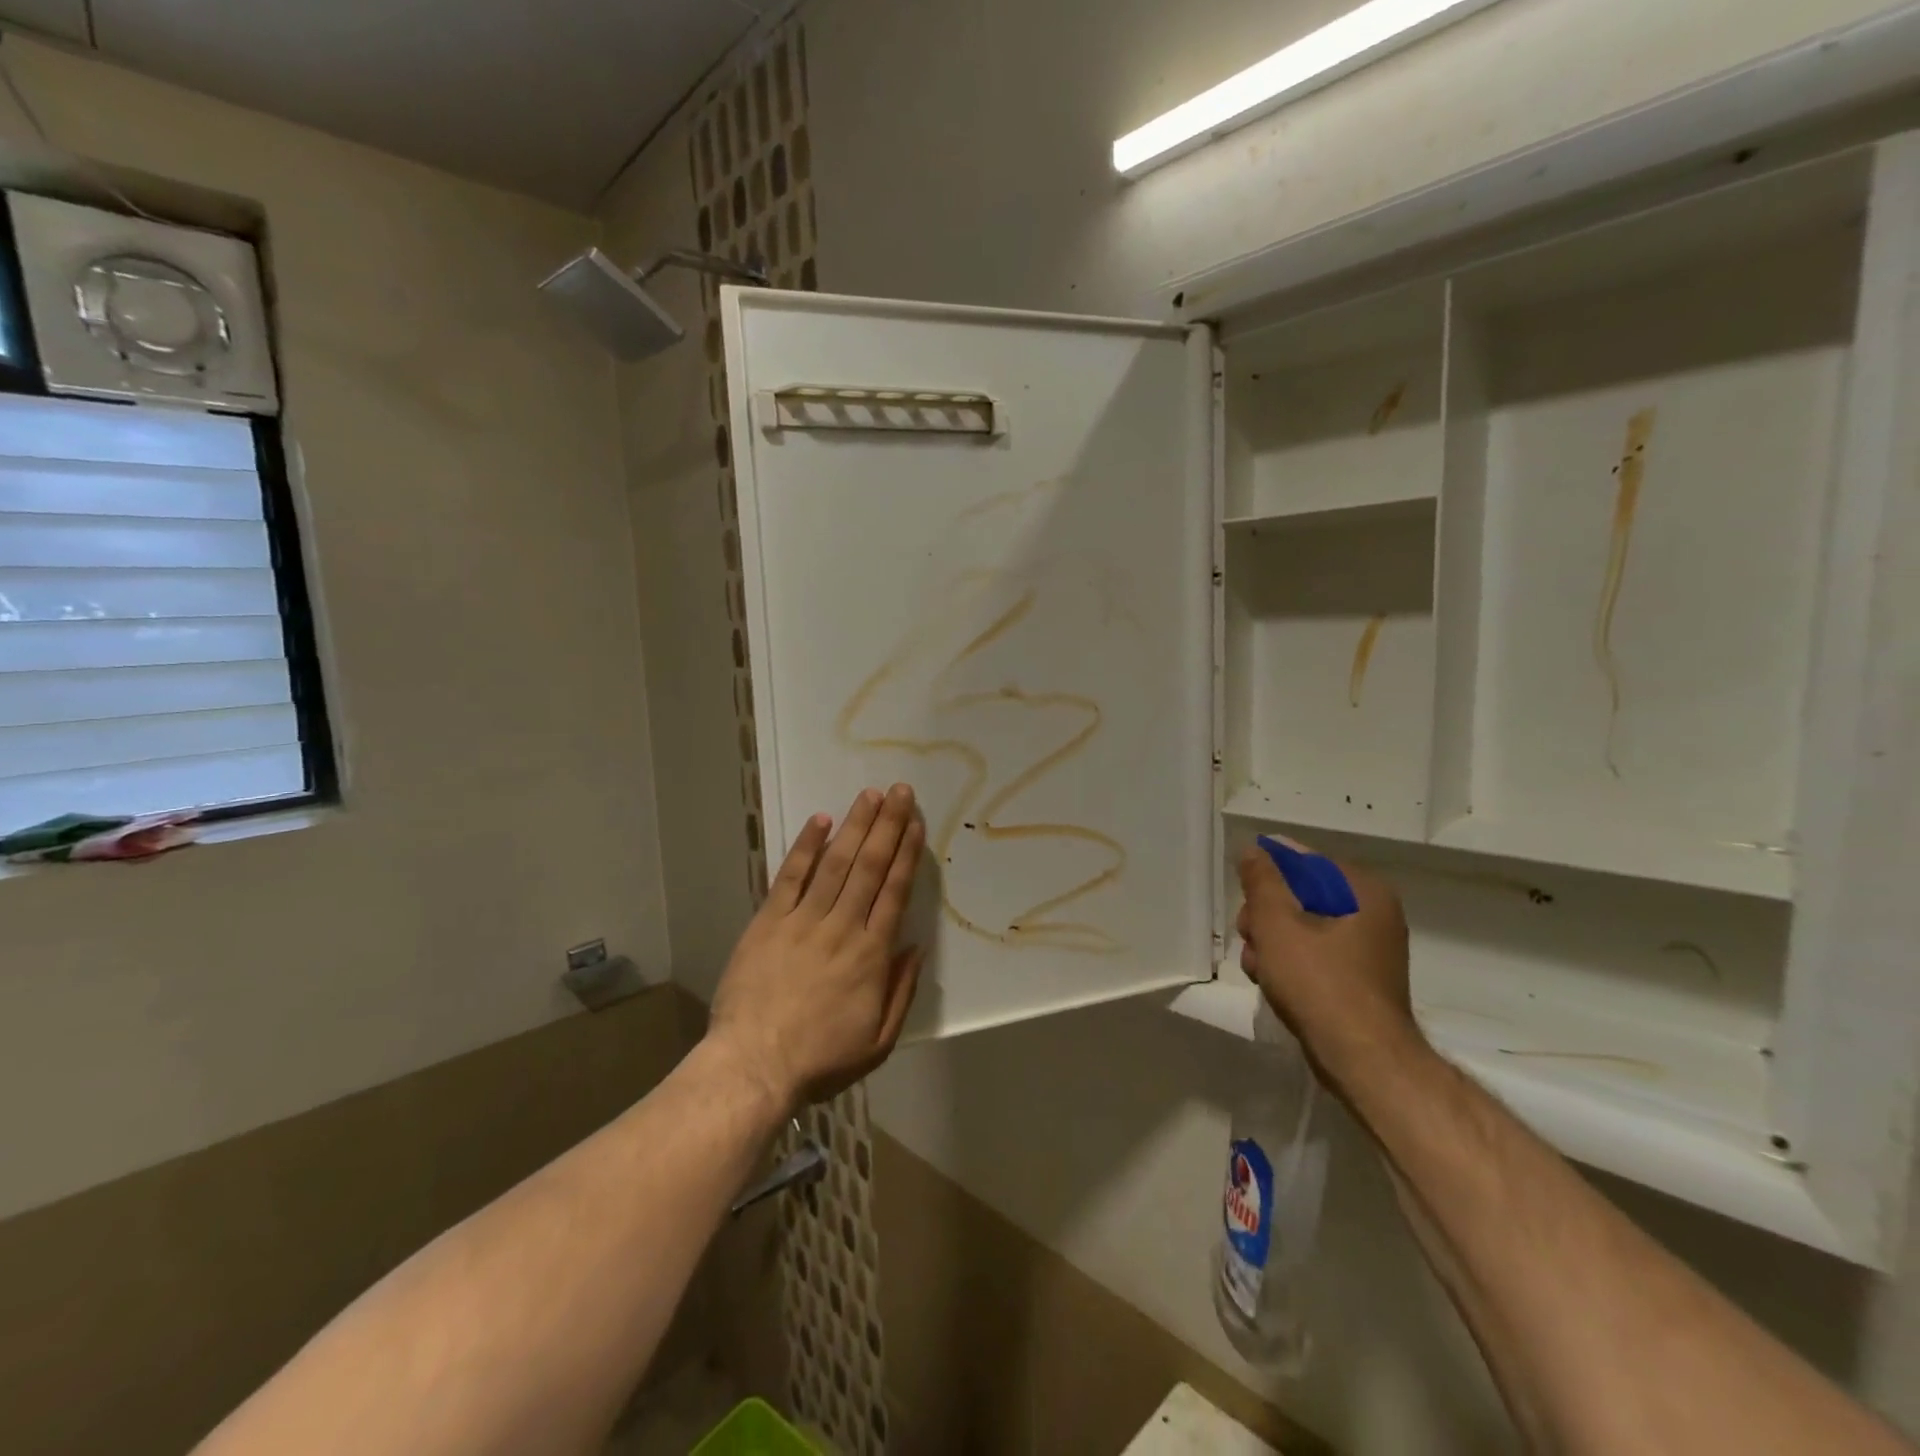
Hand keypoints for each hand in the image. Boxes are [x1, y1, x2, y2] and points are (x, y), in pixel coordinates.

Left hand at [707, 785, 926, 1111]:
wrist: (753, 1066)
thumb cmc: (820, 1059)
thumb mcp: (878, 1041)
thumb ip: (902, 991)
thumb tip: (916, 947)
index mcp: (871, 955)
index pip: (894, 892)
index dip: (906, 854)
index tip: (915, 823)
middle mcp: (842, 927)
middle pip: (869, 867)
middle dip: (887, 826)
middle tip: (900, 791)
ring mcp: (802, 921)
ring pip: (835, 864)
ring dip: (855, 826)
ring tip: (870, 795)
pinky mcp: (769, 922)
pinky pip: (790, 877)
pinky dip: (806, 847)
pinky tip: (820, 820)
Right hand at [1237, 838, 1418, 1079]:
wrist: (1362, 1059)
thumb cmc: (1319, 982)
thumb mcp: (1277, 923)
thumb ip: (1261, 880)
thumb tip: (1254, 850)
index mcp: (1364, 891)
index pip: (1305, 862)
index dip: (1269, 877)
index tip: (1247, 900)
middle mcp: (1373, 913)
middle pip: (1301, 896)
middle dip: (1266, 916)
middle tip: (1250, 936)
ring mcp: (1368, 949)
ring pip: (1303, 927)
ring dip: (1271, 942)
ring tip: (1257, 967)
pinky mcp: (1359, 979)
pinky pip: (1315, 955)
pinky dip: (1290, 963)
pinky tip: (1270, 981)